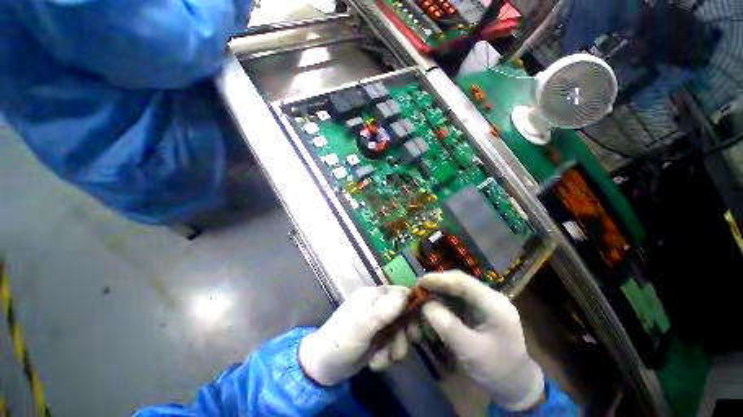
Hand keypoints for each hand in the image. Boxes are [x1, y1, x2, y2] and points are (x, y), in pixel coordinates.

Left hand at [299, 285, 414, 385]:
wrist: (324, 369)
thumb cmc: (341, 342)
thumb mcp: (362, 326)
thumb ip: (383, 310)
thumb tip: (406, 295)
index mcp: (373, 295)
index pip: (400, 292)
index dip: (411, 306)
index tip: (415, 324)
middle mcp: (378, 306)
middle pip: (404, 314)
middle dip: (404, 333)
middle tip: (399, 347)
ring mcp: (378, 323)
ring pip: (401, 332)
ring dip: (395, 348)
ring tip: (382, 357)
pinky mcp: (378, 339)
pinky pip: (393, 345)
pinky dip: (387, 355)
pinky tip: (375, 362)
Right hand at [419, 271, 544, 410]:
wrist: (515, 385)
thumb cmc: (496, 370)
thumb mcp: (471, 351)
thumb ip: (447, 326)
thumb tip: (425, 305)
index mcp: (494, 304)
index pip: (463, 282)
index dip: (439, 279)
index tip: (420, 282)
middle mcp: (490, 297)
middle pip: (459, 282)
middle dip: (437, 283)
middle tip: (418, 288)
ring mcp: (484, 303)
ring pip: (457, 289)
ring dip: (439, 291)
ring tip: (422, 295)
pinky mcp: (478, 310)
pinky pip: (457, 299)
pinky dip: (443, 300)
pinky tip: (433, 304)